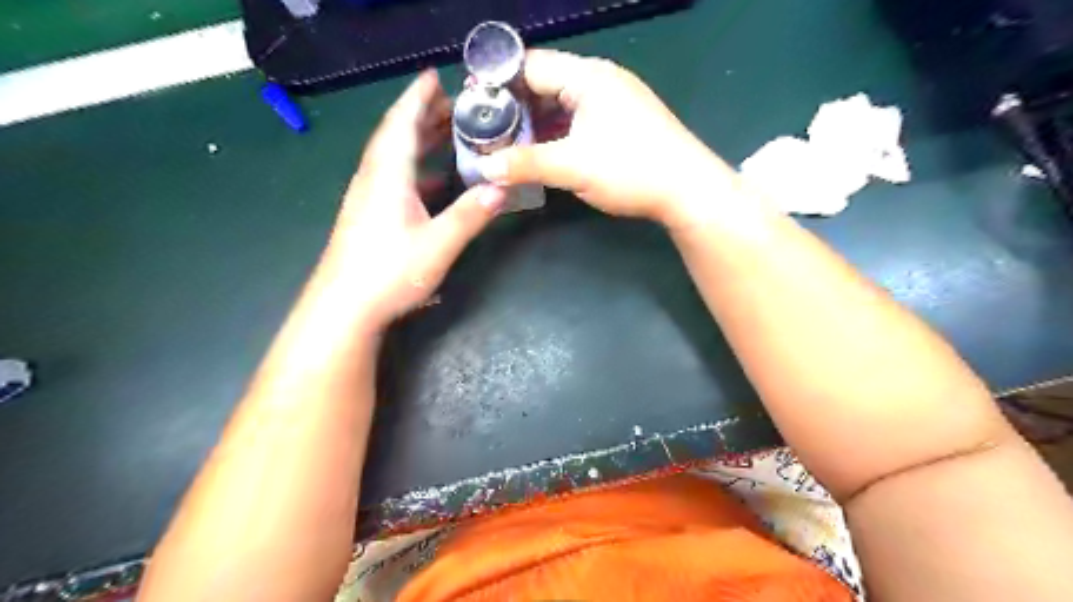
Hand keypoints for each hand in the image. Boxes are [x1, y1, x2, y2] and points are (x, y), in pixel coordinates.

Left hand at [328, 72, 506, 331]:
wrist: (343, 307)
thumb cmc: (390, 272)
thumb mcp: (439, 244)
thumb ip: (471, 214)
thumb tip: (501, 188)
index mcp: (388, 176)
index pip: (403, 123)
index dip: (419, 97)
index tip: (435, 76)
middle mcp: (374, 179)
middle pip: (396, 135)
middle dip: (422, 114)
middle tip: (452, 104)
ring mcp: (367, 197)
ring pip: (392, 156)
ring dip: (417, 139)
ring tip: (445, 131)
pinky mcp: (367, 215)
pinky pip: (391, 176)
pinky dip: (413, 165)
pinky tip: (431, 178)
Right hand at [478, 49, 738, 226]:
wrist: (688, 190)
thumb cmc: (630, 170)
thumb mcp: (573, 167)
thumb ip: (525, 164)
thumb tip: (484, 168)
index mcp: (587, 77)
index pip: (530, 66)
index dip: (498, 85)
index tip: (473, 108)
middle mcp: (600, 79)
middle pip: (545, 82)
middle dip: (515, 106)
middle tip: (488, 131)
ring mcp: (614, 100)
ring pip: (562, 102)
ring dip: (536, 121)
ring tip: (509, 144)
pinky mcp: (622, 121)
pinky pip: (579, 117)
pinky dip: (557, 131)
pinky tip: (543, 151)